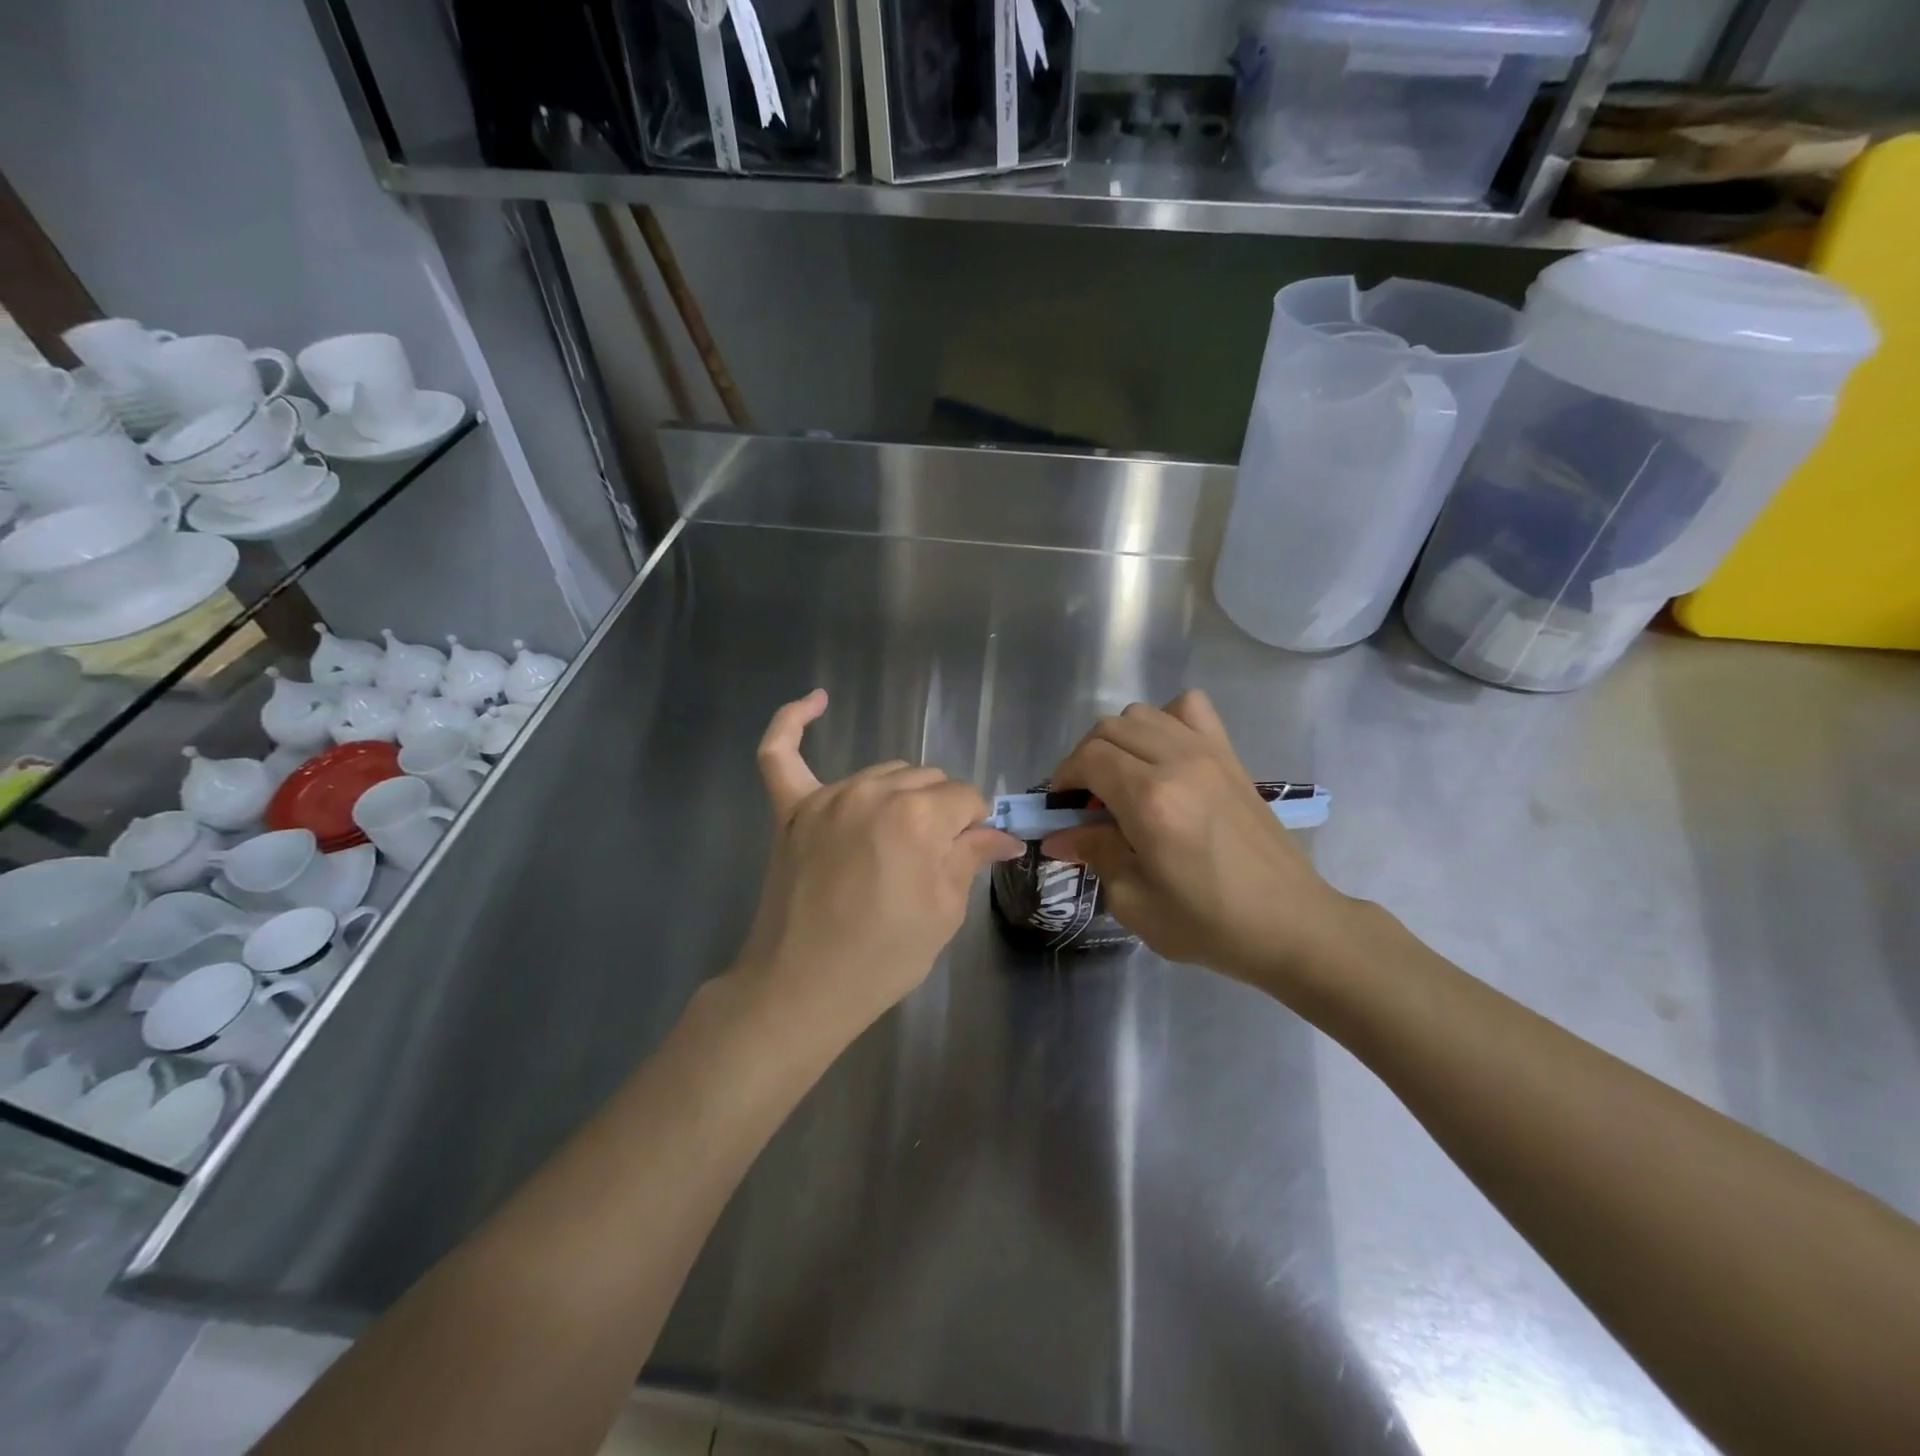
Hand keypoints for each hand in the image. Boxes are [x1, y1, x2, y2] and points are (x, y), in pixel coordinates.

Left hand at [733, 690, 1024, 1042]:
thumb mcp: (944, 912)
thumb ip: (971, 856)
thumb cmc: (884, 957)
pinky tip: (817, 699)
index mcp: (918, 816)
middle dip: (941, 812)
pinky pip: (780, 752)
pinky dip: (794, 722)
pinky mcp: (791, 809)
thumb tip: (1005, 835)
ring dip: (901, 795)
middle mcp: (874, 791)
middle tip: (933, 859)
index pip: (966, 798)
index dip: (974, 827)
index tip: (969, 856)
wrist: (803, 988)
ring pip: (884, 772)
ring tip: (898, 840)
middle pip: (927, 780)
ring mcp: (827, 796)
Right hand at [1041, 690, 1357, 990]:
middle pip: (1109, 729)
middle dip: (1085, 759)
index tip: (1061, 809)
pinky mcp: (1230, 755)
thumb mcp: (1136, 901)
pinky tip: (1164, 755)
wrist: (1291, 923)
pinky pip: (1190, 708)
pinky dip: (1165, 720)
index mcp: (1150, 800)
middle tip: (1087, 801)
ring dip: (1119, 739)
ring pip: (1142, 713)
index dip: (1064, 778)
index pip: (1088, 759)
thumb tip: (1059, 835)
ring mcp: (1208, 752)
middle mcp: (1177, 762)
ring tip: (1122, 778)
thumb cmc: (1209, 923)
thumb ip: (1094, 854)